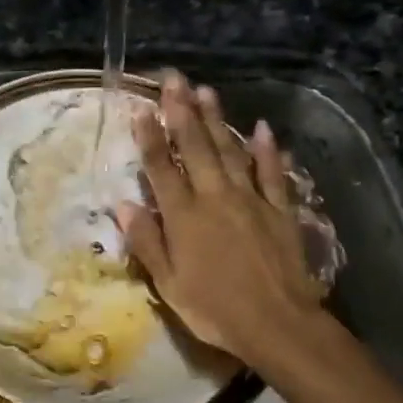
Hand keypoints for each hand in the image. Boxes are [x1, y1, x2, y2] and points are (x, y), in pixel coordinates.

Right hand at [116, 71, 328, 368]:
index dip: (150, 137)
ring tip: (206, 91)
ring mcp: (251, 200)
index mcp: (184, 216)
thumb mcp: (169, 284)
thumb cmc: (215, 309)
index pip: (161, 168)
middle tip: (174, 79)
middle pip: (196, 147)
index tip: (141, 108)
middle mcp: (215, 197)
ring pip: (231, 151)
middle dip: (182, 111)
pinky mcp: (279, 209)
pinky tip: (263, 128)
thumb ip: (147, 241)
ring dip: (218, 120)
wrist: (277, 324)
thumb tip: (123, 205)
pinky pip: (272, 173)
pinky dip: (267, 150)